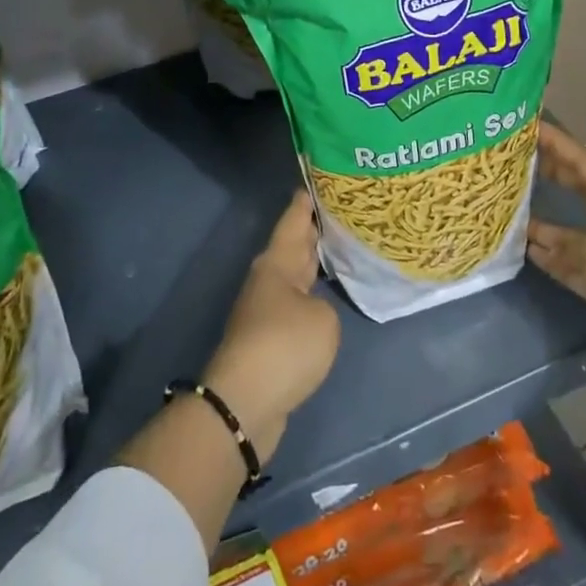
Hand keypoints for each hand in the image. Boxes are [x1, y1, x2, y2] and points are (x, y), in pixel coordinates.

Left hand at [203, 189, 341, 461]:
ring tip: (340, 248)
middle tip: (338, 211)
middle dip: (312, 230)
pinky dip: (311, 295)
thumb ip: (324, 305)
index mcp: (278, 263)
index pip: (294, 221)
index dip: (305, 202)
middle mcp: (269, 280)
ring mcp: (266, 310)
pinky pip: (295, 304)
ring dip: (313, 263)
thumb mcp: (322, 319)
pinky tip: (327, 296)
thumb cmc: (285, 346)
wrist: (245, 403)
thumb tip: (313, 312)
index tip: (316, 182)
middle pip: (293, 246)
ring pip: (294, 275)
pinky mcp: (269, 340)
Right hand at [525, 121, 585, 383]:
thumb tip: (537, 237)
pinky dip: (550, 255)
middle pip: (580, 189)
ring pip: (571, 229)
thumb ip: (564, 237)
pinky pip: (571, 261)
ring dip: (543, 221)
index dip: (558, 144)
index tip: (530, 124)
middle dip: (550, 174)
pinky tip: (525, 247)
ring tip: (510, 202)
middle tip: (515, 157)